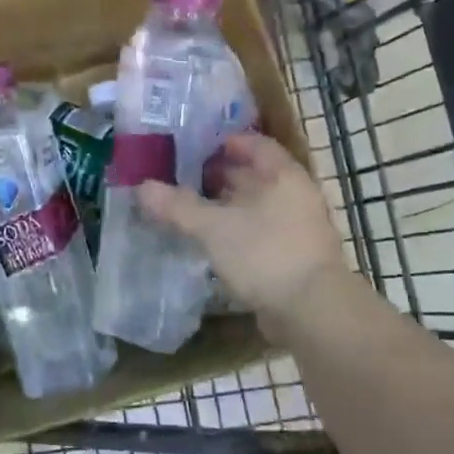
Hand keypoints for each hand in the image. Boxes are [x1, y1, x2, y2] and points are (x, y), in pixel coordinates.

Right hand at [136, 133, 346, 315]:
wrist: (312, 311)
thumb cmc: (264, 253)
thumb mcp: (213, 227)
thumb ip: (177, 206)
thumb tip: (141, 187)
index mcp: (282, 175)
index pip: (254, 144)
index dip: (224, 142)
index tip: (193, 148)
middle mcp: (295, 194)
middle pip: (255, 174)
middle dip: (221, 174)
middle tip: (183, 177)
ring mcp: (298, 226)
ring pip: (257, 205)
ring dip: (228, 205)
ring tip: (192, 209)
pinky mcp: (294, 255)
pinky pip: (261, 231)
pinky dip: (237, 230)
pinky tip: (213, 240)